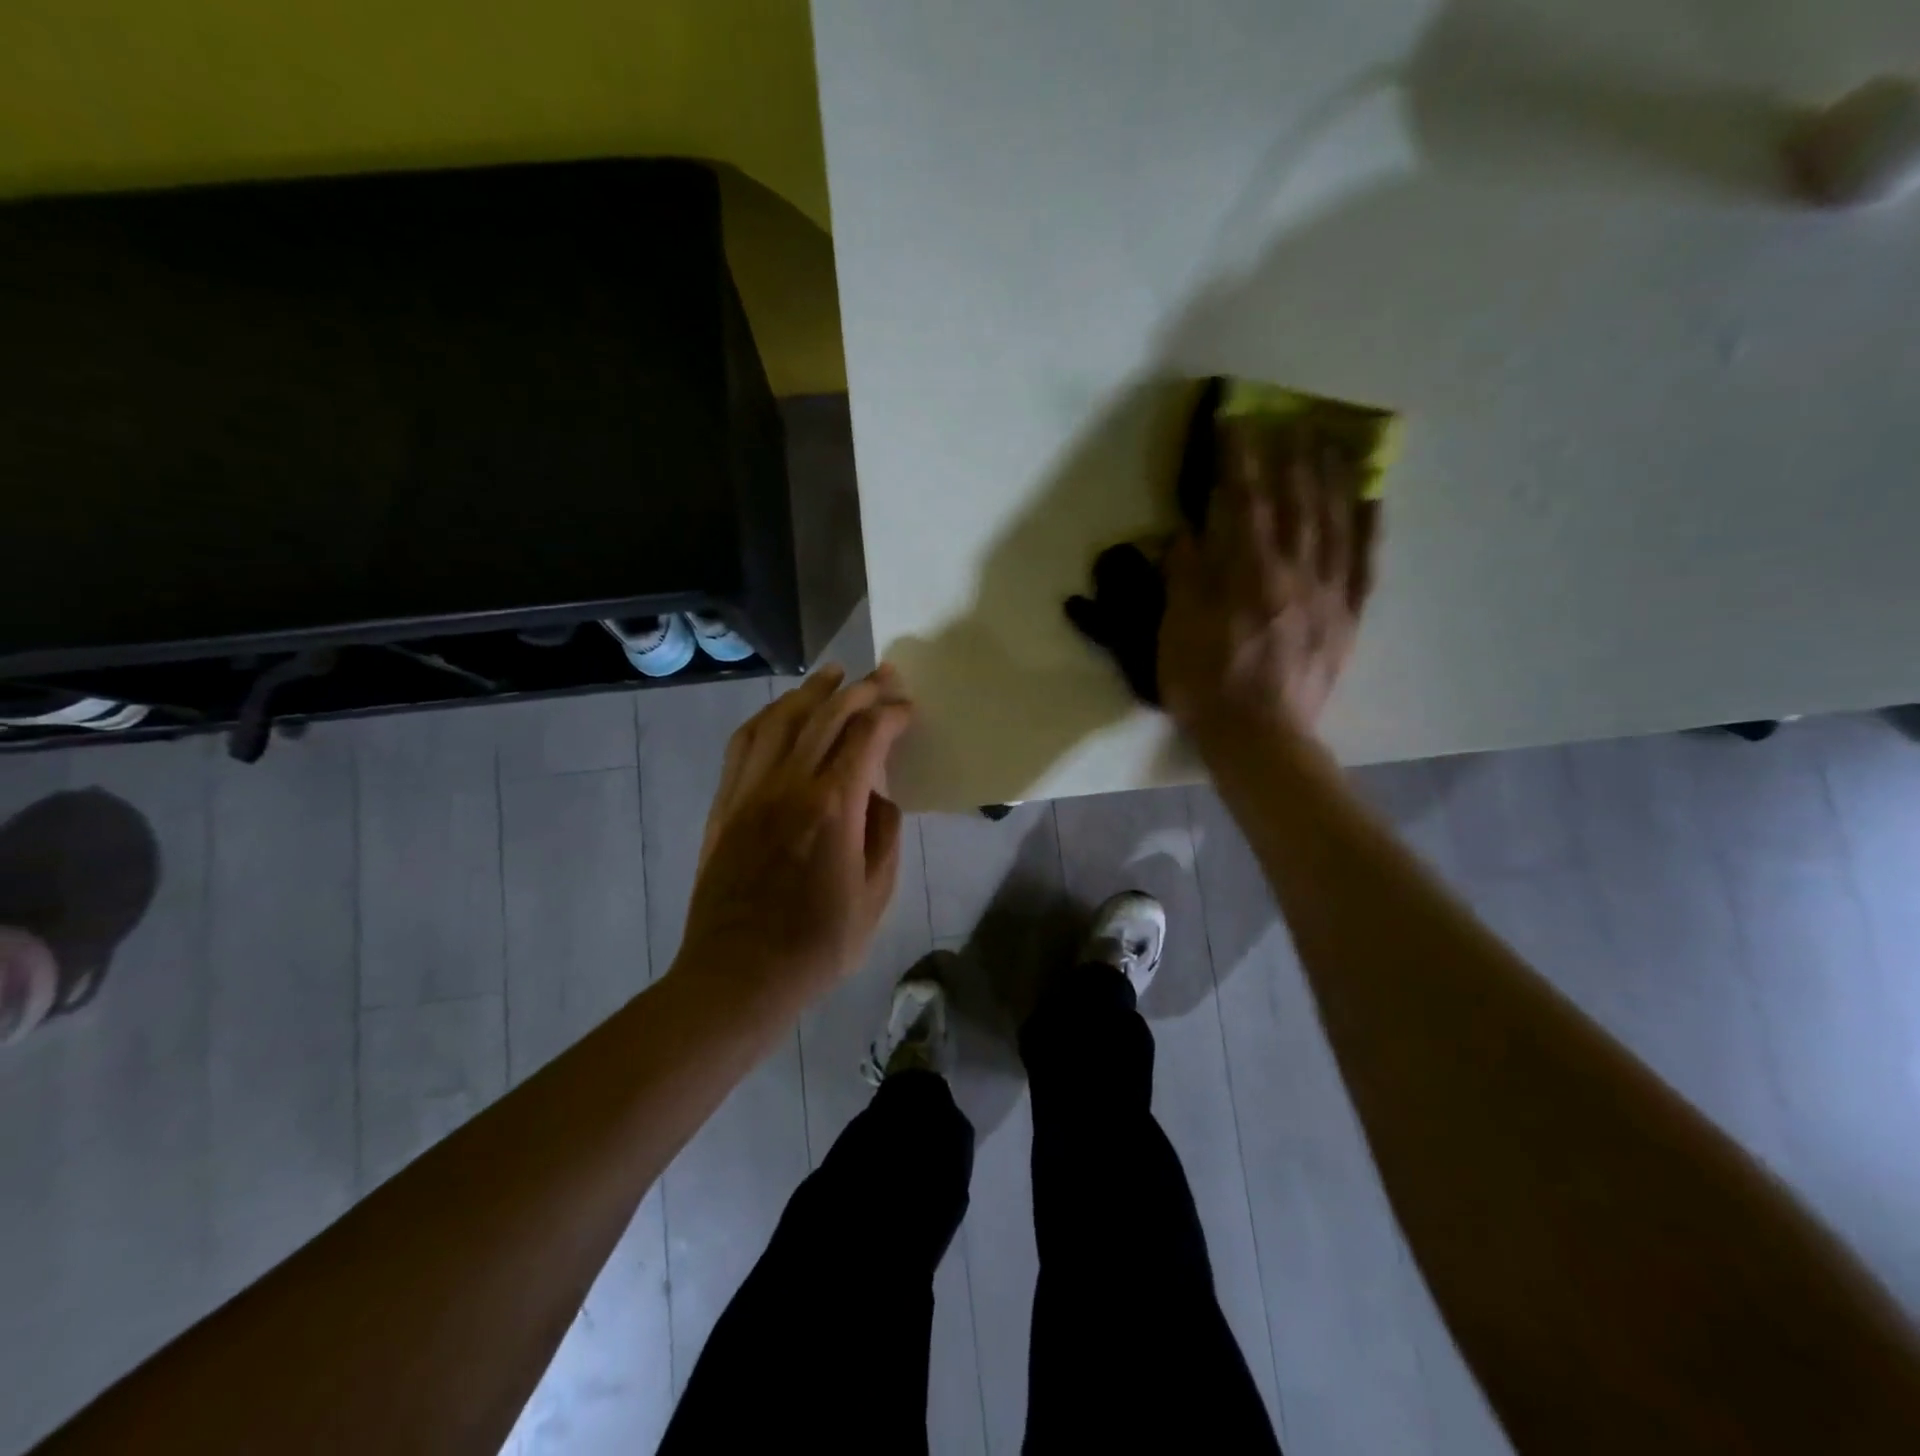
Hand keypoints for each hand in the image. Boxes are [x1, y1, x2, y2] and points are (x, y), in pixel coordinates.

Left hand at [675, 664, 913, 1011]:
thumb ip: (884, 837)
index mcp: (833, 808)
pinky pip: (744, 743)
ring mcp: (749, 791)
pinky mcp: (725, 804)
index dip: (891, 715)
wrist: (738, 976)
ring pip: (780, 719)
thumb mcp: (874, 897)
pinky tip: (782, 712)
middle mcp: (788, 785)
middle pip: (825, 716)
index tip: (908, 709)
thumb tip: (880, 798)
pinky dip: (768, 717)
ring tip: (833, 674)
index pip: (866, 737)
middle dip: (859, 689)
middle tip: (883, 675)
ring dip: (810, 691)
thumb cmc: (816, 945)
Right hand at [1158, 417, 1379, 745]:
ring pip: (1335, 525)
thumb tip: (1186, 532)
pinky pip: (1363, 564)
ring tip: (1335, 443)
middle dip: (1293, 458)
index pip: (1246, 504)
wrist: (1259, 737)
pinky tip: (1372, 500)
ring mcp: (1328, 595)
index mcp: (1249, 576)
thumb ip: (1184, 579)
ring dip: (1334, 479)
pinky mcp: (1347, 619)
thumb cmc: (1207, 686)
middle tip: (1294, 420)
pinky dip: (1368, 529)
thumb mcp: (1178, 633)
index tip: (1238, 423)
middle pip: (1298, 504)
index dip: (1241, 460)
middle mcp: (1294, 574)